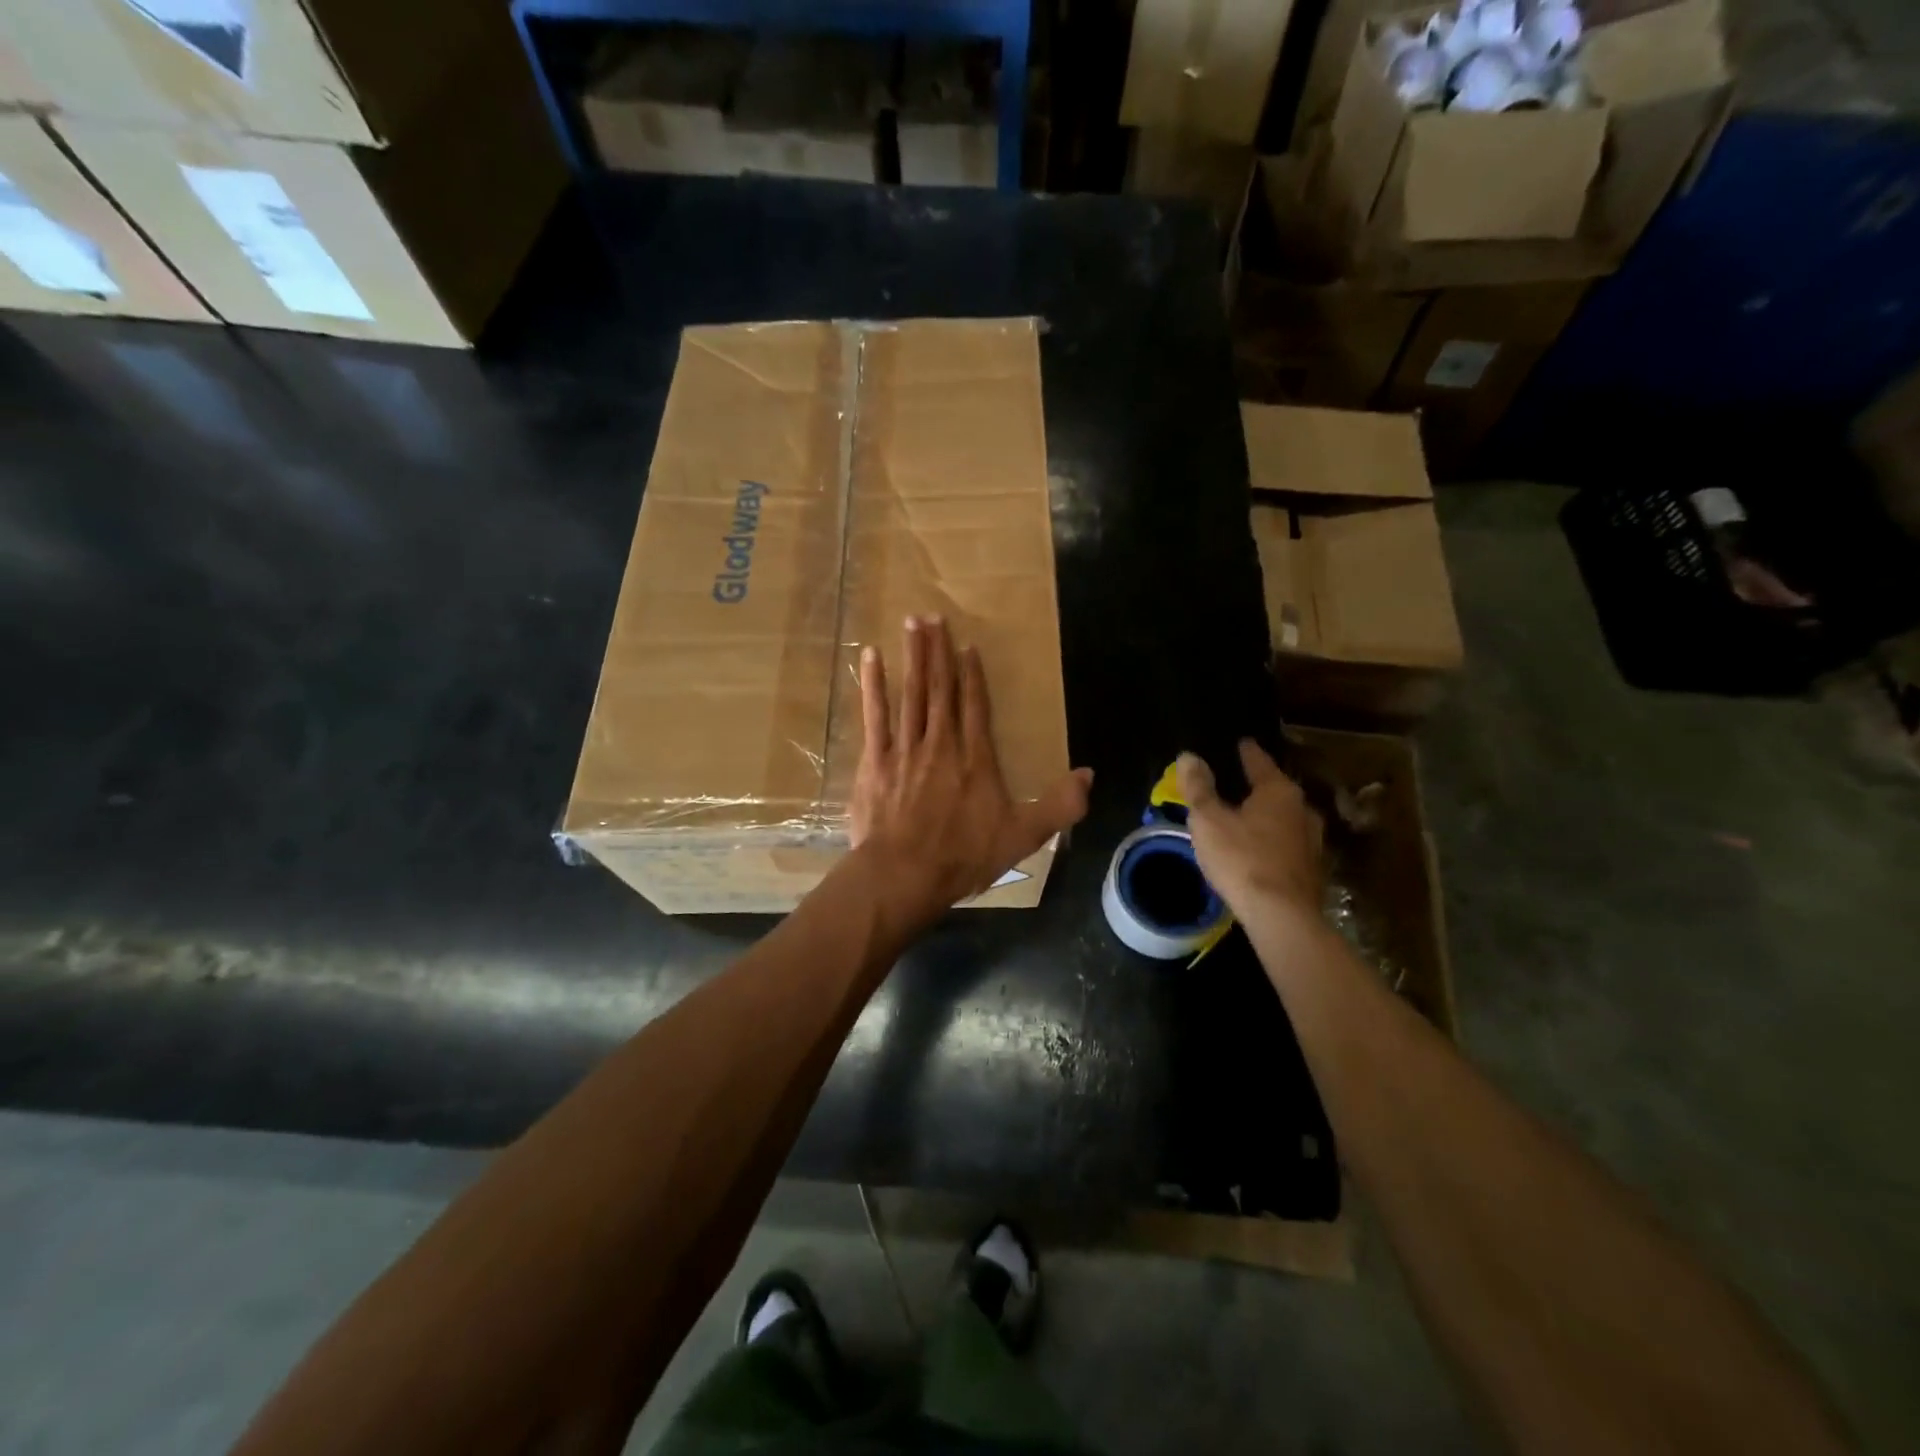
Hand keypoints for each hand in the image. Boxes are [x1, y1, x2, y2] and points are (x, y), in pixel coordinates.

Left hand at [850, 616, 1091, 918]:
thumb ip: (1059, 805)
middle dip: (938, 651)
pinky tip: (871, 657)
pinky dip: (873, 685)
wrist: (904, 874)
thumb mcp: (1024, 836)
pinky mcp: (876, 761)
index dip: (972, 675)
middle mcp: (942, 744)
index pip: (975, 706)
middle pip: (941, 689)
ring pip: (911, 693)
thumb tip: (1088, 774)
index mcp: (975, 759)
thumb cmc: (963, 856)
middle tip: (933, 616)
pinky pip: (875, 714)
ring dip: (913, 657)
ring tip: (912, 624)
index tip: (967, 646)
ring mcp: (906, 749)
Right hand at [1177, 740, 1323, 920]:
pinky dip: (1273, 840)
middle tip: (1238, 782)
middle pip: (1276, 789)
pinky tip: (1260, 849)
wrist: (1282, 916)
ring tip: (1247, 817)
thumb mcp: (1209, 820)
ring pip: (1284, 818)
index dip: (1247, 752)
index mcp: (1278, 791)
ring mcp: (1313, 840)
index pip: (1259, 761)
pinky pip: (1288, 843)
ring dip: (1267, 816)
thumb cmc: (1242, 859)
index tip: (1241, 743)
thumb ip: (1198, 787)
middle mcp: (1302, 809)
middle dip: (1258, 786)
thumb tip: (1189, 756)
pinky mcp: (1312, 869)